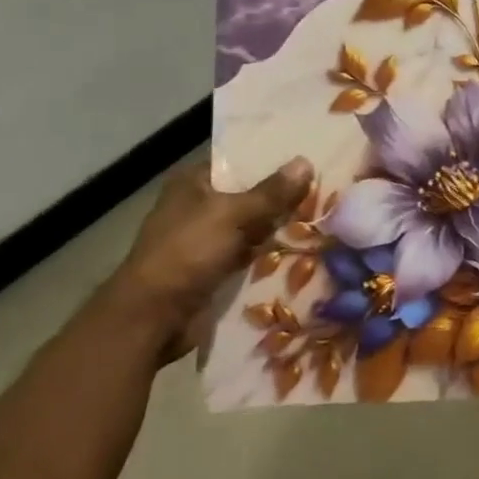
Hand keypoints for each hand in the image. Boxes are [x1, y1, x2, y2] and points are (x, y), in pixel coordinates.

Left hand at [105, 156, 313, 364]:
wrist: (152, 318)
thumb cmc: (187, 252)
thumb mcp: (233, 214)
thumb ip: (272, 192)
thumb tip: (306, 162)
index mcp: (194, 183)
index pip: (240, 162)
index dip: (272, 161)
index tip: (310, 160)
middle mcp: (199, 207)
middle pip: (250, 195)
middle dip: (282, 196)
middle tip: (326, 189)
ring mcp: (206, 240)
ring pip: (253, 226)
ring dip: (279, 227)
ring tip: (323, 216)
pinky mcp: (214, 269)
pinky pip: (249, 254)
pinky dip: (269, 254)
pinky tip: (303, 248)